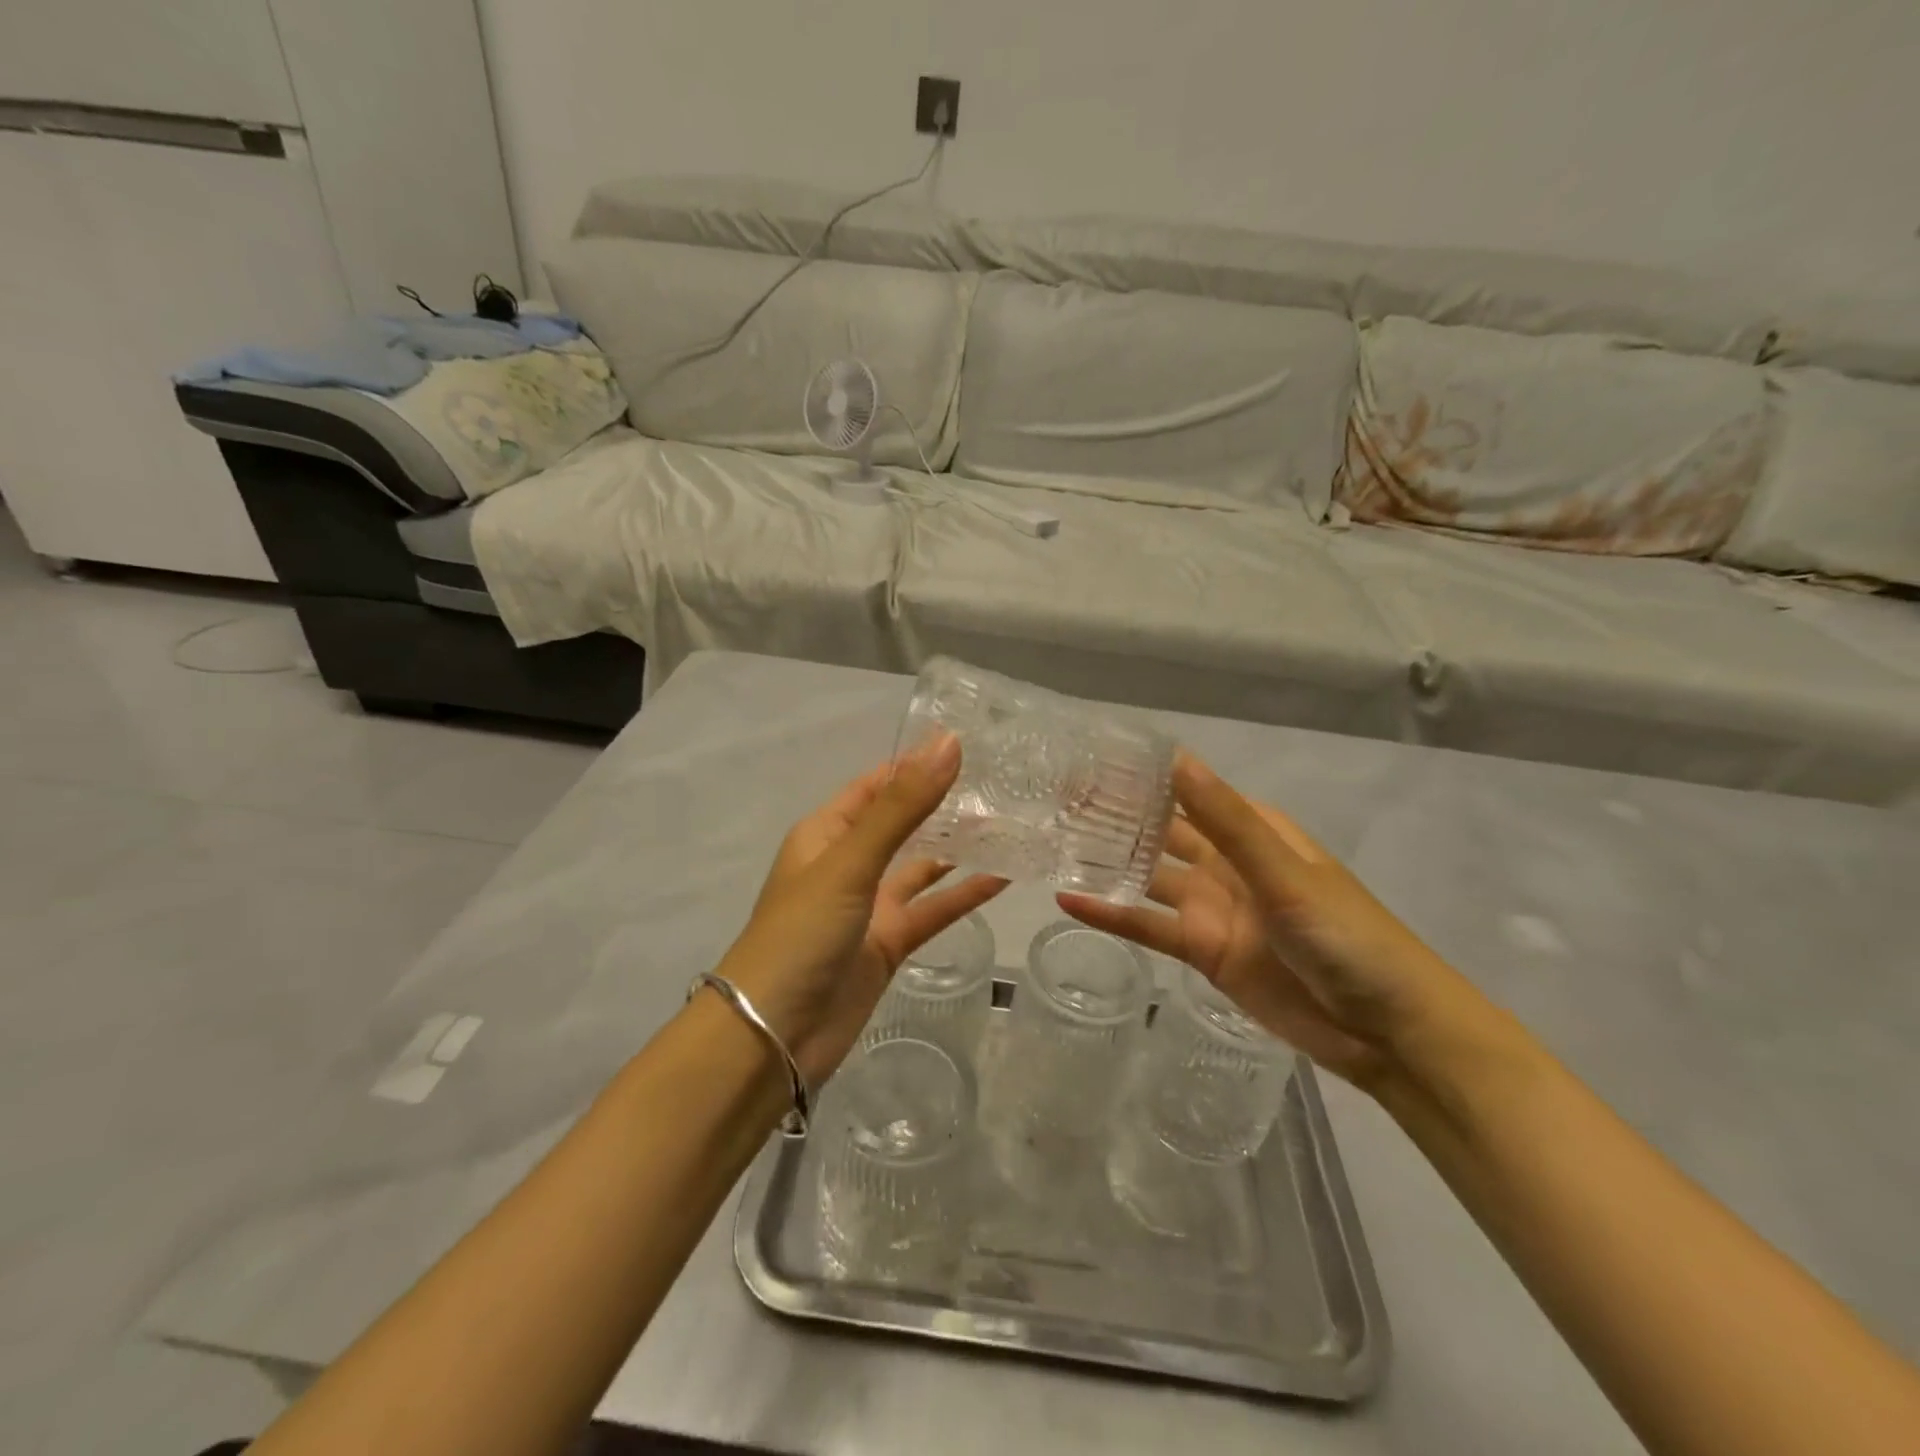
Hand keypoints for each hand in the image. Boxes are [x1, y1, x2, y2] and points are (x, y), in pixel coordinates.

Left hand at [711, 734, 1006, 1086]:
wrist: (772, 1037)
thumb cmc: (802, 933)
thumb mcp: (851, 861)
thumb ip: (902, 806)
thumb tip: (947, 743)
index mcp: (827, 833)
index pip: (877, 785)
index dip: (917, 764)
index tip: (970, 745)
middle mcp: (849, 863)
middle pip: (903, 823)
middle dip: (944, 805)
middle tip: (1002, 786)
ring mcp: (870, 906)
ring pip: (921, 867)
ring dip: (958, 849)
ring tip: (1009, 824)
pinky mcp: (888, 944)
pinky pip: (932, 910)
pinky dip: (963, 896)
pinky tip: (1003, 878)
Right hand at [1060, 753, 1478, 1092]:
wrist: (1387, 1030)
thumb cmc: (1347, 936)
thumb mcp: (1284, 873)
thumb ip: (1227, 821)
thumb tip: (1176, 761)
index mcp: (1252, 830)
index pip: (1188, 790)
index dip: (1143, 775)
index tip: (1090, 758)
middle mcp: (1227, 862)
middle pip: (1162, 831)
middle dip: (1117, 815)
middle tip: (1056, 797)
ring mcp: (1212, 907)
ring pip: (1148, 877)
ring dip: (1108, 862)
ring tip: (1051, 842)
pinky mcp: (1203, 951)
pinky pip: (1149, 927)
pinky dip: (1112, 916)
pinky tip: (1069, 902)